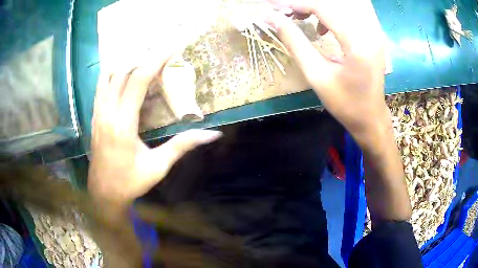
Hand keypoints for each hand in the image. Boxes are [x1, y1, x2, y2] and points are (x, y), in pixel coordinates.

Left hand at [88, 53, 221, 204]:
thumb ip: (182, 146)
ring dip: (127, 62)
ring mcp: (98, 113)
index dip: (157, 59)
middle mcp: (107, 112)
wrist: (103, 193)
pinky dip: (113, 73)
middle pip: (123, 71)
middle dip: (144, 57)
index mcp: (123, 124)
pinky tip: (124, 73)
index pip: (139, 79)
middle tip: (163, 54)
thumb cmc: (130, 182)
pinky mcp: (94, 116)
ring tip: (144, 60)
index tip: (173, 47)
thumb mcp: (158, 166)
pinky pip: (100, 85)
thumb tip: (212, 134)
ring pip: (108, 75)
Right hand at [268, 0, 411, 223]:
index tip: (275, 7)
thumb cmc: (345, 104)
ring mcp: (373, 34)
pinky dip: (330, 17)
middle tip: (285, 12)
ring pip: (341, 8)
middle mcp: (369, 32)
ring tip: (299, 18)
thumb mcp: (316, 75)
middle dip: (306, 6)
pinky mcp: (373, 37)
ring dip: (317, 10)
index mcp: (357, 43)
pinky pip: (348, 17)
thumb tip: (273, 20)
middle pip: (333, 5)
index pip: (323, 8)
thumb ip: (295, 43)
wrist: (371, 119)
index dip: (297, 4)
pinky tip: (321, 29)